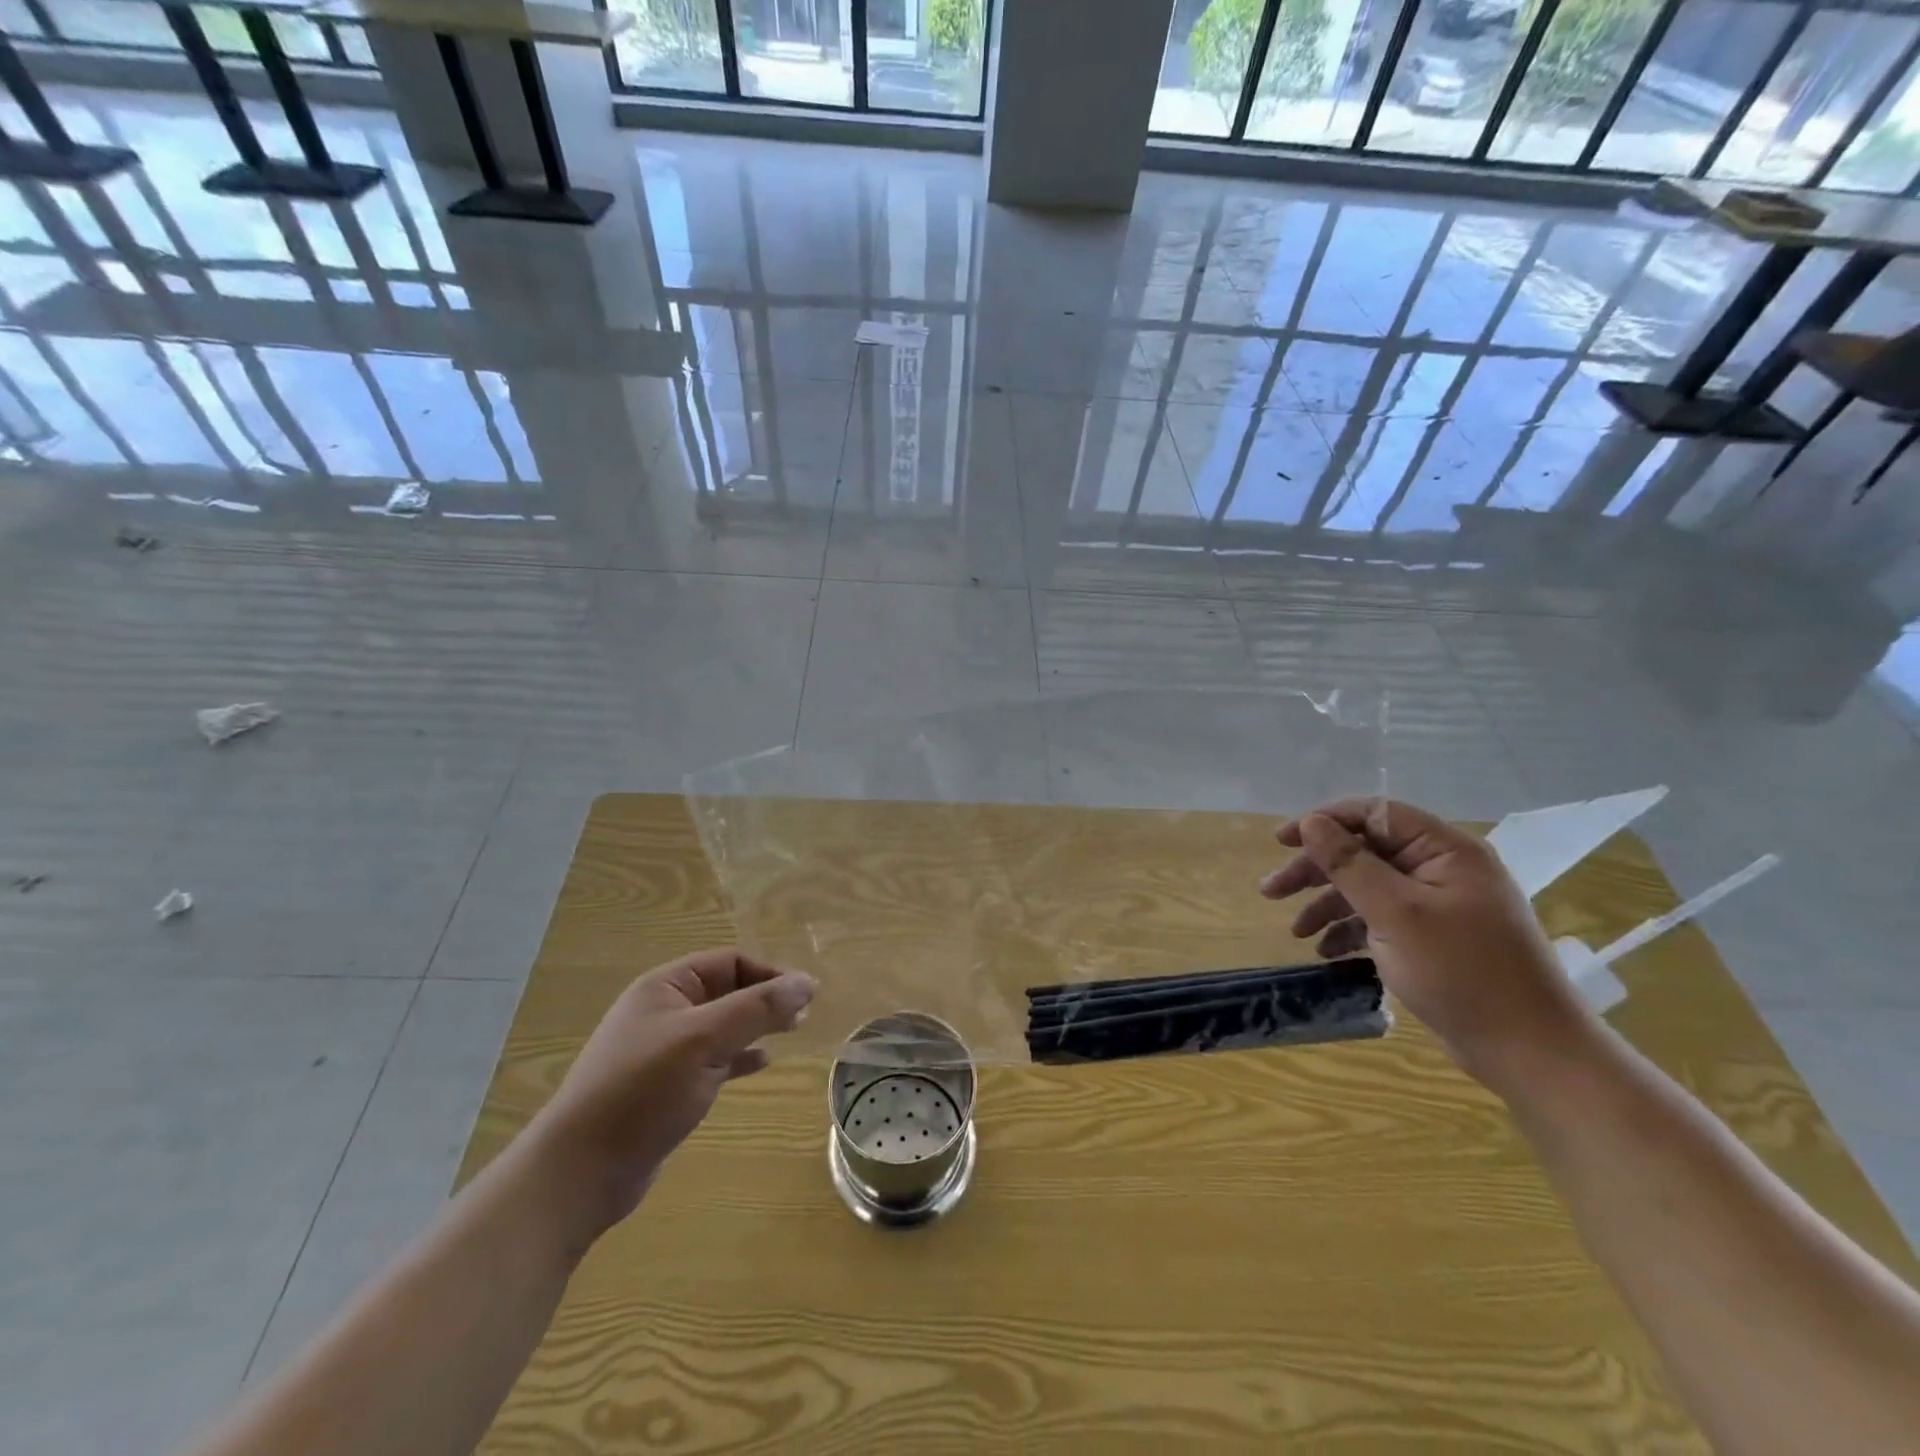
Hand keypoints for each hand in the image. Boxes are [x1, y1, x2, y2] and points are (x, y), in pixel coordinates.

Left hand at [528, 950, 814, 1239]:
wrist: (580, 1172)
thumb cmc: (642, 1091)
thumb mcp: (705, 1040)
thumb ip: (758, 1008)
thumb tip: (808, 982)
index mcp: (665, 986)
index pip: (730, 962)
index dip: (770, 974)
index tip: (807, 995)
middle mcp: (664, 1010)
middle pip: (727, 991)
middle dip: (766, 998)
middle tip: (804, 1016)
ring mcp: (663, 1050)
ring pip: (722, 1026)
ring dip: (756, 1026)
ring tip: (792, 1033)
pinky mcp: (666, 1086)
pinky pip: (713, 1059)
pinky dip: (739, 1057)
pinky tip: (762, 1064)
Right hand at [1258, 799, 1595, 1088]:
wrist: (1530, 1052)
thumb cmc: (1461, 972)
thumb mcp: (1395, 913)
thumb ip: (1349, 863)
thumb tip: (1312, 822)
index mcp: (1444, 851)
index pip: (1374, 814)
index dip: (1325, 822)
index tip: (1281, 842)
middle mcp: (1442, 869)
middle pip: (1365, 852)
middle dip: (1317, 871)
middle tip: (1271, 891)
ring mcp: (1440, 906)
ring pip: (1368, 888)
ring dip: (1328, 905)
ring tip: (1295, 931)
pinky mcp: (1434, 938)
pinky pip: (1382, 919)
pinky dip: (1352, 931)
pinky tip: (1327, 952)